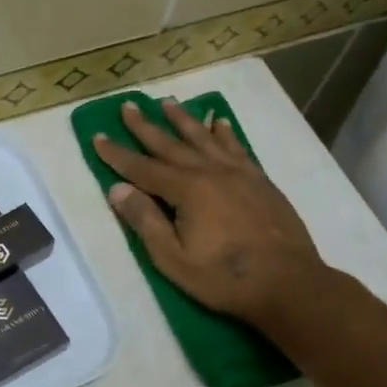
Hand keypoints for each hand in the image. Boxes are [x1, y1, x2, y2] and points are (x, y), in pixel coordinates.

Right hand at [93, 97, 329, 330]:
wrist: (289, 283)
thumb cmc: (224, 278)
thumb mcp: (173, 259)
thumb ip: (145, 221)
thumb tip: (117, 189)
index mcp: (186, 190)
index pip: (142, 168)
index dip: (117, 154)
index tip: (97, 136)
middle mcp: (210, 172)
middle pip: (171, 144)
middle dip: (145, 126)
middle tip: (128, 105)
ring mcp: (238, 173)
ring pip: (204, 138)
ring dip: (183, 120)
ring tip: (168, 103)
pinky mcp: (259, 180)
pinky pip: (236, 147)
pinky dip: (224, 133)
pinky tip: (219, 122)